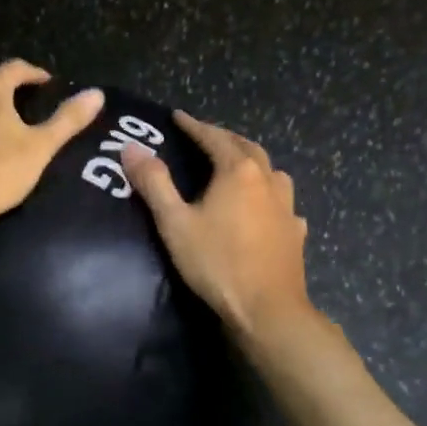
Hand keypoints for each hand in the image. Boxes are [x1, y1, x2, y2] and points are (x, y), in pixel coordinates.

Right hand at [120, 111, 312, 337]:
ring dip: (252, 161)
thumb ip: (154, 183)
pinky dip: (269, 194)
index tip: (177, 117)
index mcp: (238, 172)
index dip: (194, 126)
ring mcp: (287, 206)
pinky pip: (282, 201)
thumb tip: (131, 148)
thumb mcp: (175, 223)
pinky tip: (265, 208)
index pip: (214, 137)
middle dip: (224, 138)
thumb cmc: (217, 263)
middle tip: (205, 136)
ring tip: (237, 166)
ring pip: (271, 171)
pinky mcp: (295, 231)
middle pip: (247, 147)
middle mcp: (268, 180)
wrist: (268, 309)